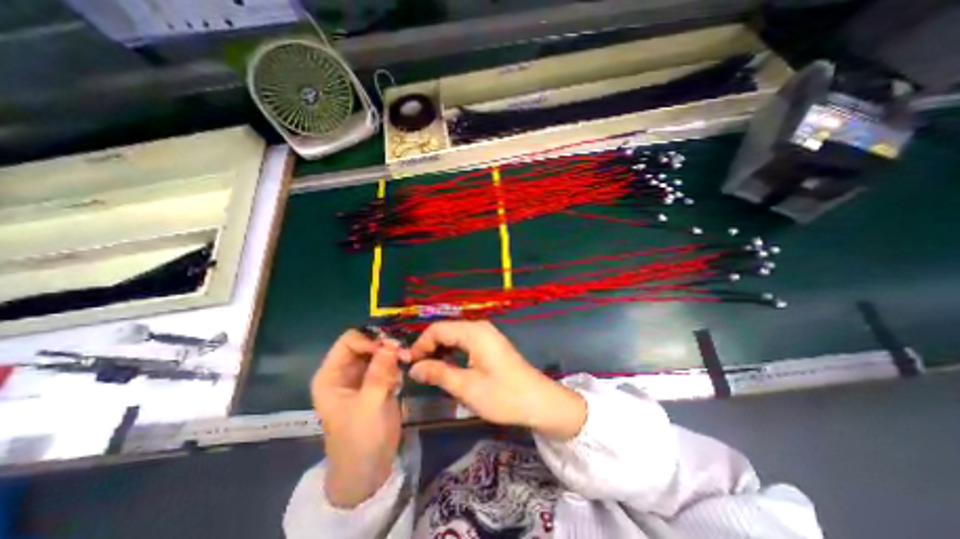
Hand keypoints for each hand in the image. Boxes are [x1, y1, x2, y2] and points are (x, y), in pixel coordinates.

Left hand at [313, 329, 406, 508]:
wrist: (369, 468)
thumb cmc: (361, 438)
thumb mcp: (369, 404)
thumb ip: (379, 372)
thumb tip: (392, 343)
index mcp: (332, 375)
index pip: (350, 341)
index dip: (370, 341)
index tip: (391, 349)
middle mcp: (346, 371)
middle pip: (367, 344)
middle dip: (386, 347)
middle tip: (405, 354)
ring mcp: (362, 377)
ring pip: (380, 352)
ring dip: (394, 356)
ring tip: (406, 364)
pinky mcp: (377, 383)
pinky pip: (388, 364)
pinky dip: (397, 366)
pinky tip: (399, 382)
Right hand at [404, 323, 585, 439]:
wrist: (539, 402)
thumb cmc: (503, 395)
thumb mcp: (466, 387)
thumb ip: (438, 374)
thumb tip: (414, 368)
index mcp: (474, 332)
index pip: (437, 329)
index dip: (420, 344)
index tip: (409, 365)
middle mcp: (480, 328)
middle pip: (446, 331)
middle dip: (429, 347)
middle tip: (416, 370)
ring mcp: (487, 335)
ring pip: (455, 337)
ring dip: (440, 351)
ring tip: (428, 372)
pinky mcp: (490, 345)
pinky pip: (465, 343)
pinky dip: (452, 353)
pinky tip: (447, 368)